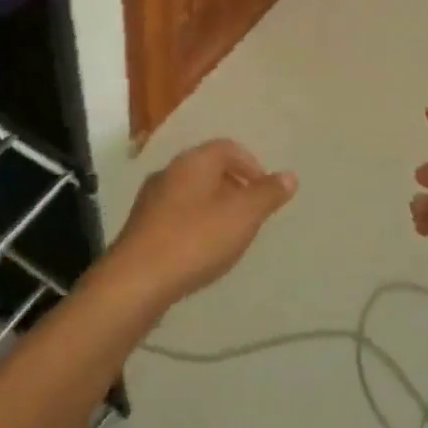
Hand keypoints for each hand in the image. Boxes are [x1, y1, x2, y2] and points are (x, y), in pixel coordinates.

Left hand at [105, 140, 296, 313]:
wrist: (137, 279)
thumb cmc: (196, 238)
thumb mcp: (243, 215)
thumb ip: (267, 194)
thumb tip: (289, 175)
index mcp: (194, 161)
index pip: (228, 148)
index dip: (252, 166)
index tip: (265, 194)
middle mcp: (170, 171)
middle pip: (208, 168)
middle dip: (233, 186)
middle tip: (250, 214)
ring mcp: (151, 198)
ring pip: (191, 192)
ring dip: (213, 206)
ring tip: (229, 234)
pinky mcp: (140, 226)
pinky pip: (175, 214)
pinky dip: (194, 223)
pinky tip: (200, 250)